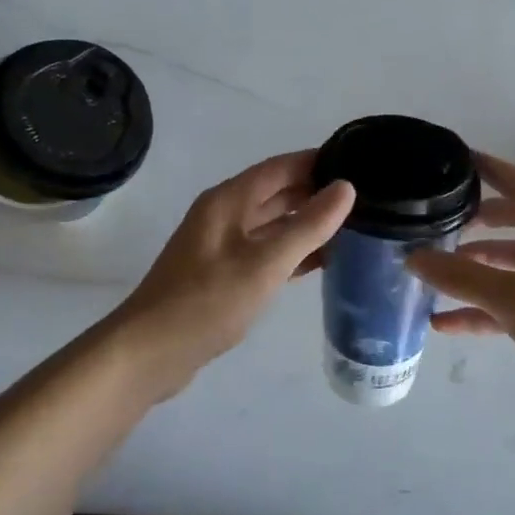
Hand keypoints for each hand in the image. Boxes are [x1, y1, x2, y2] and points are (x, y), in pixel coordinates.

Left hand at [103, 151, 354, 400]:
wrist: (150, 353)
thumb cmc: (207, 302)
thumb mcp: (265, 263)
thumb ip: (307, 226)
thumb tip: (346, 187)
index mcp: (229, 200)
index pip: (281, 167)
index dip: (317, 161)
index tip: (357, 161)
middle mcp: (225, 215)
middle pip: (277, 193)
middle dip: (316, 193)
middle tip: (364, 198)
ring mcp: (223, 245)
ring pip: (273, 224)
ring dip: (307, 224)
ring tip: (353, 226)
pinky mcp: (224, 274)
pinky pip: (267, 251)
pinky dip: (293, 252)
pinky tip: (323, 261)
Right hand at [407, 153, 514, 431]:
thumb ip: (461, 277)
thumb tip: (411, 257)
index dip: (488, 168)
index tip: (453, 158)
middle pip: (511, 224)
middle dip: (474, 222)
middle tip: (435, 220)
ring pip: (506, 267)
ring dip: (472, 269)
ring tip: (431, 272)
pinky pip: (507, 306)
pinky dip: (478, 311)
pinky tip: (443, 323)